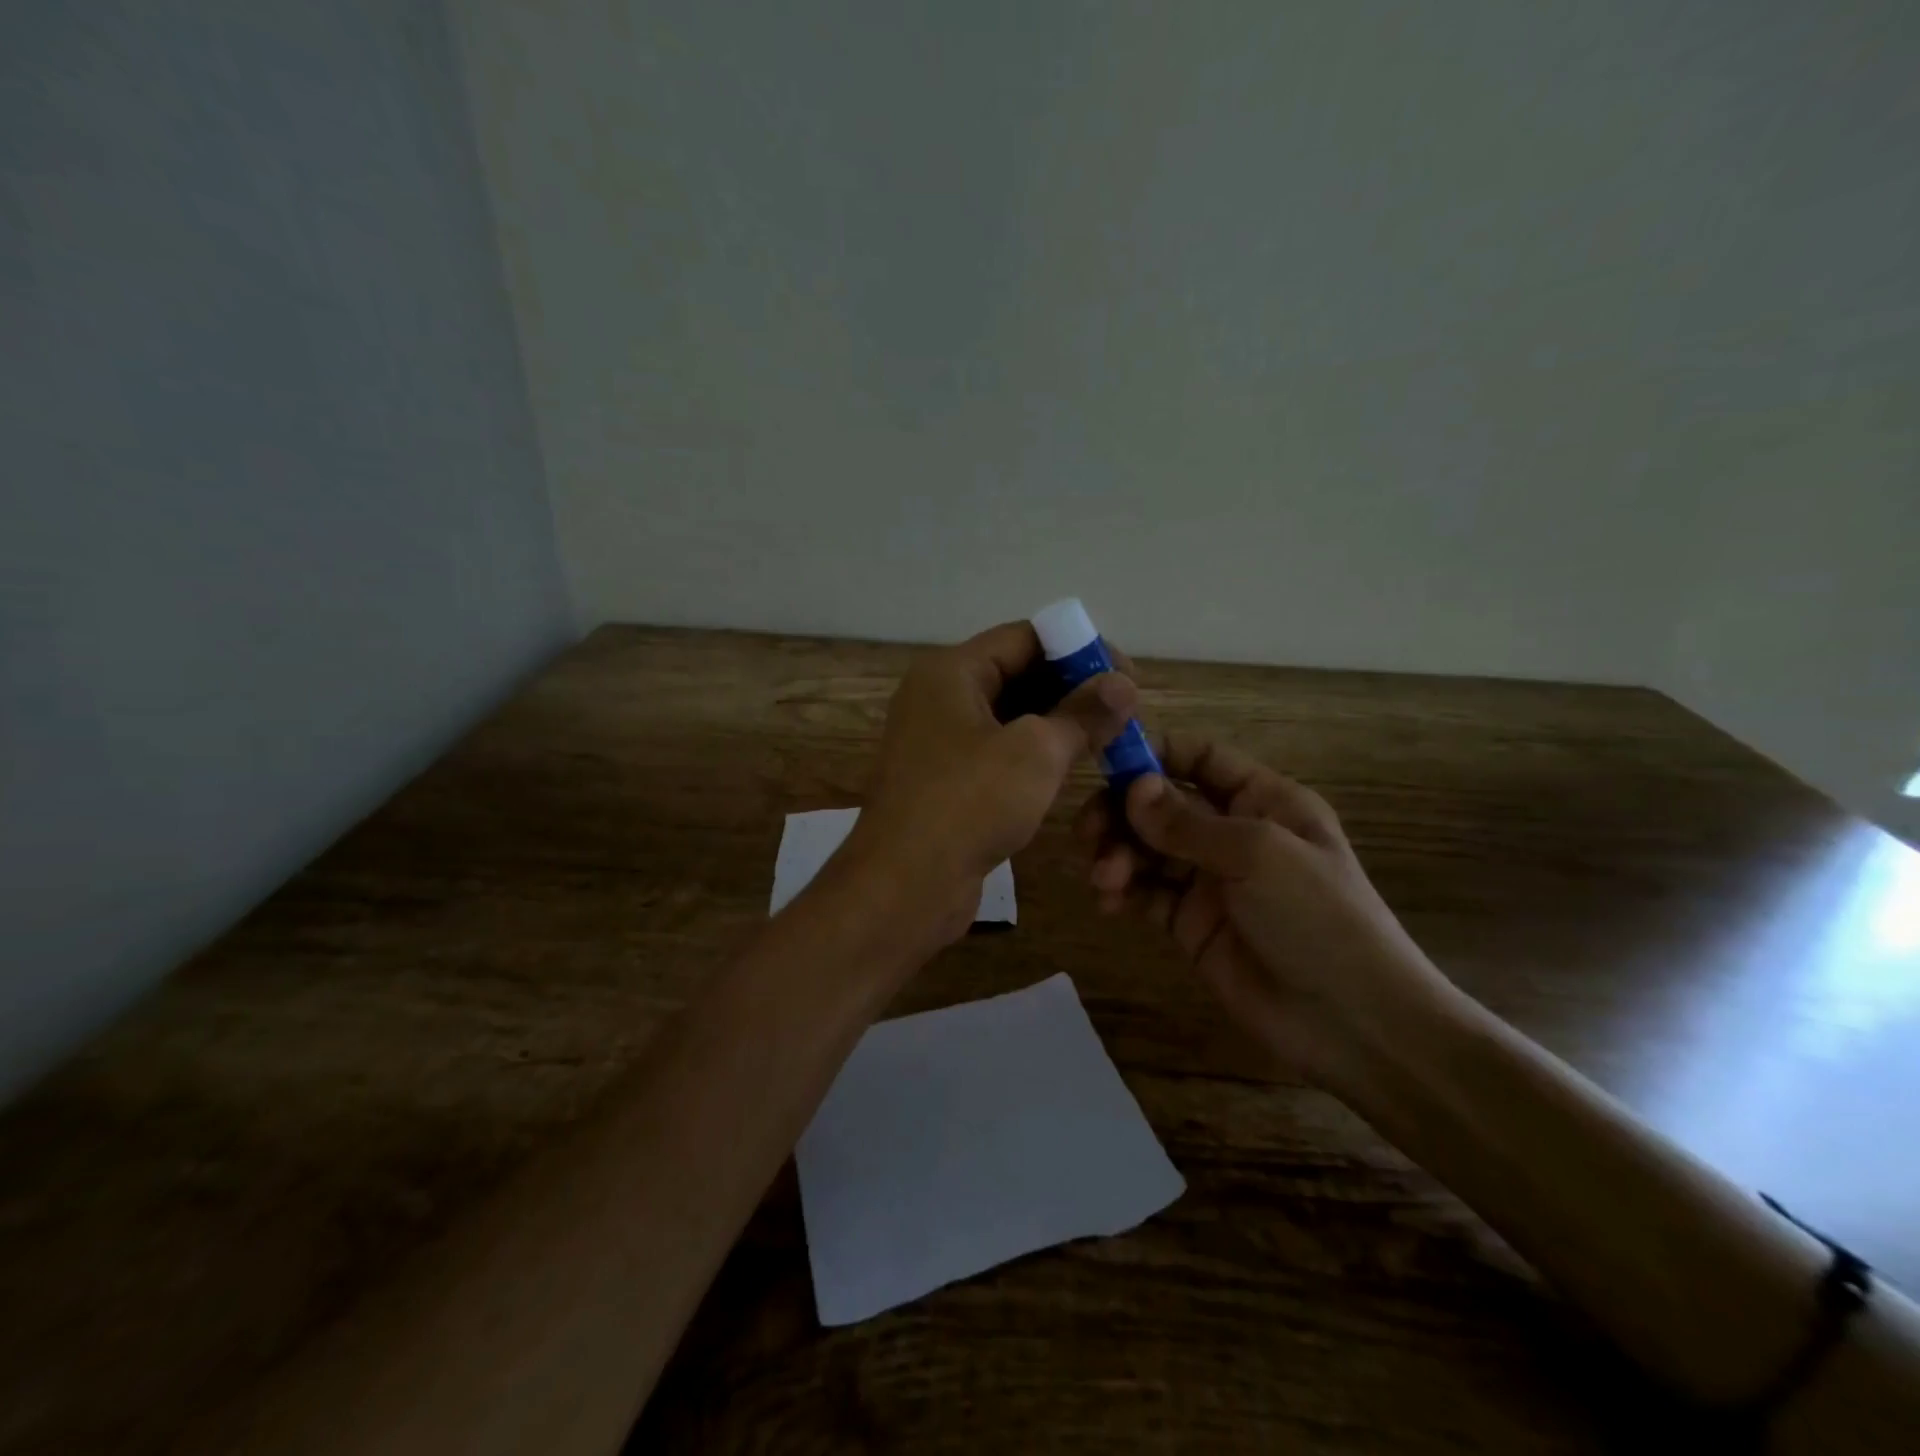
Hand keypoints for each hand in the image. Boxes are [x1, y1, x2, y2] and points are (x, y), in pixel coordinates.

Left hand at [842, 622, 1137, 944]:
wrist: (903, 886)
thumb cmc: (968, 803)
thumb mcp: (1036, 752)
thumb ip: (1082, 714)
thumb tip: (1124, 685)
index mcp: (951, 672)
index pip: (1025, 637)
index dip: (1080, 649)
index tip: (1126, 677)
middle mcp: (939, 697)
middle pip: (1016, 673)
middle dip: (1071, 689)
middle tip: (1122, 713)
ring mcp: (938, 742)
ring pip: (1009, 717)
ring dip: (1056, 724)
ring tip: (1106, 740)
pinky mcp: (945, 782)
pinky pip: (997, 752)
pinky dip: (1033, 755)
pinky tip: (1069, 769)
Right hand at [1073, 733, 1454, 1095]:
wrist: (1353, 1024)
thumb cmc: (1319, 919)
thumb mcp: (1259, 856)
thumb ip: (1188, 823)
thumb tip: (1132, 788)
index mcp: (1263, 800)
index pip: (1199, 759)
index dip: (1154, 754)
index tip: (1103, 762)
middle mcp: (1232, 832)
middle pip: (1161, 804)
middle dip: (1121, 812)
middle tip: (1087, 833)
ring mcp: (1209, 879)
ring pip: (1146, 848)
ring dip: (1117, 854)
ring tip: (1104, 878)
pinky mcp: (1189, 923)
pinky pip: (1145, 893)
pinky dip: (1121, 891)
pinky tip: (1108, 901)